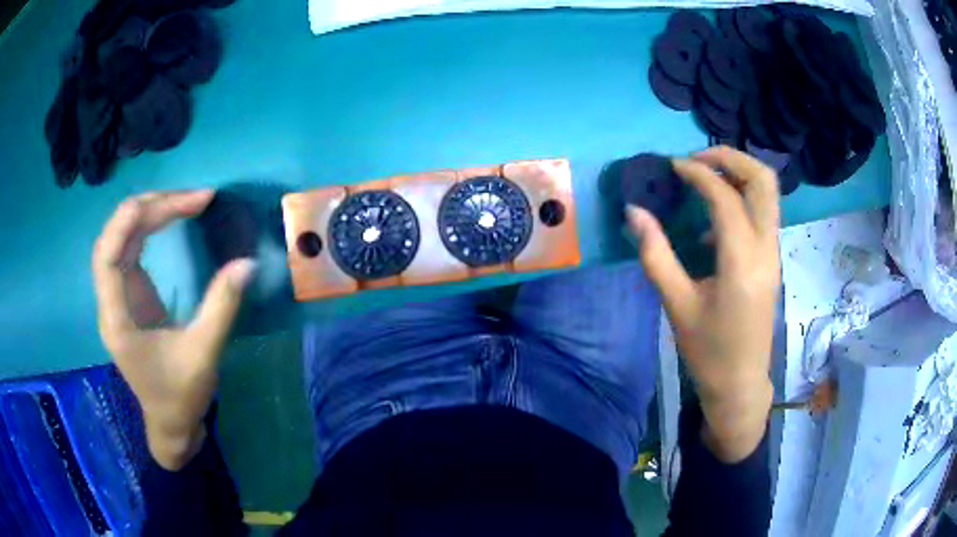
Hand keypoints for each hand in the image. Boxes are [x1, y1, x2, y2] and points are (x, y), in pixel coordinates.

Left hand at [92, 190, 255, 469]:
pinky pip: (132, 247)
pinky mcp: (130, 294)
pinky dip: (150, 226)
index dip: (128, 222)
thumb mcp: (203, 355)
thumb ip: (221, 307)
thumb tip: (247, 263)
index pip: (107, 257)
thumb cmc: (180, 396)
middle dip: (150, 209)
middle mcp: (111, 301)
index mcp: (117, 320)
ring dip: (150, 213)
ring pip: (122, 238)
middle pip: (115, 238)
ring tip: (187, 201)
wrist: (170, 423)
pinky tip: (171, 216)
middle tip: (195, 199)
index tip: (169, 201)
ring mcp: (118, 295)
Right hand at [628, 146, 779, 461]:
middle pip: (763, 180)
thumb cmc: (708, 351)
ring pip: (768, 193)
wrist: (740, 384)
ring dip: (739, 174)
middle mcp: (766, 249)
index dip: (697, 173)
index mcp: (742, 261)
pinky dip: (742, 199)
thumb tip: (634, 212)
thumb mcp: (677, 305)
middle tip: (696, 159)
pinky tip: (714, 221)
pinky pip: (763, 213)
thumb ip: (655, 254)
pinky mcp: (772, 260)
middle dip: (730, 157)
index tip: (671, 166)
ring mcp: (773, 253)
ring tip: (704, 178)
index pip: (725, 196)